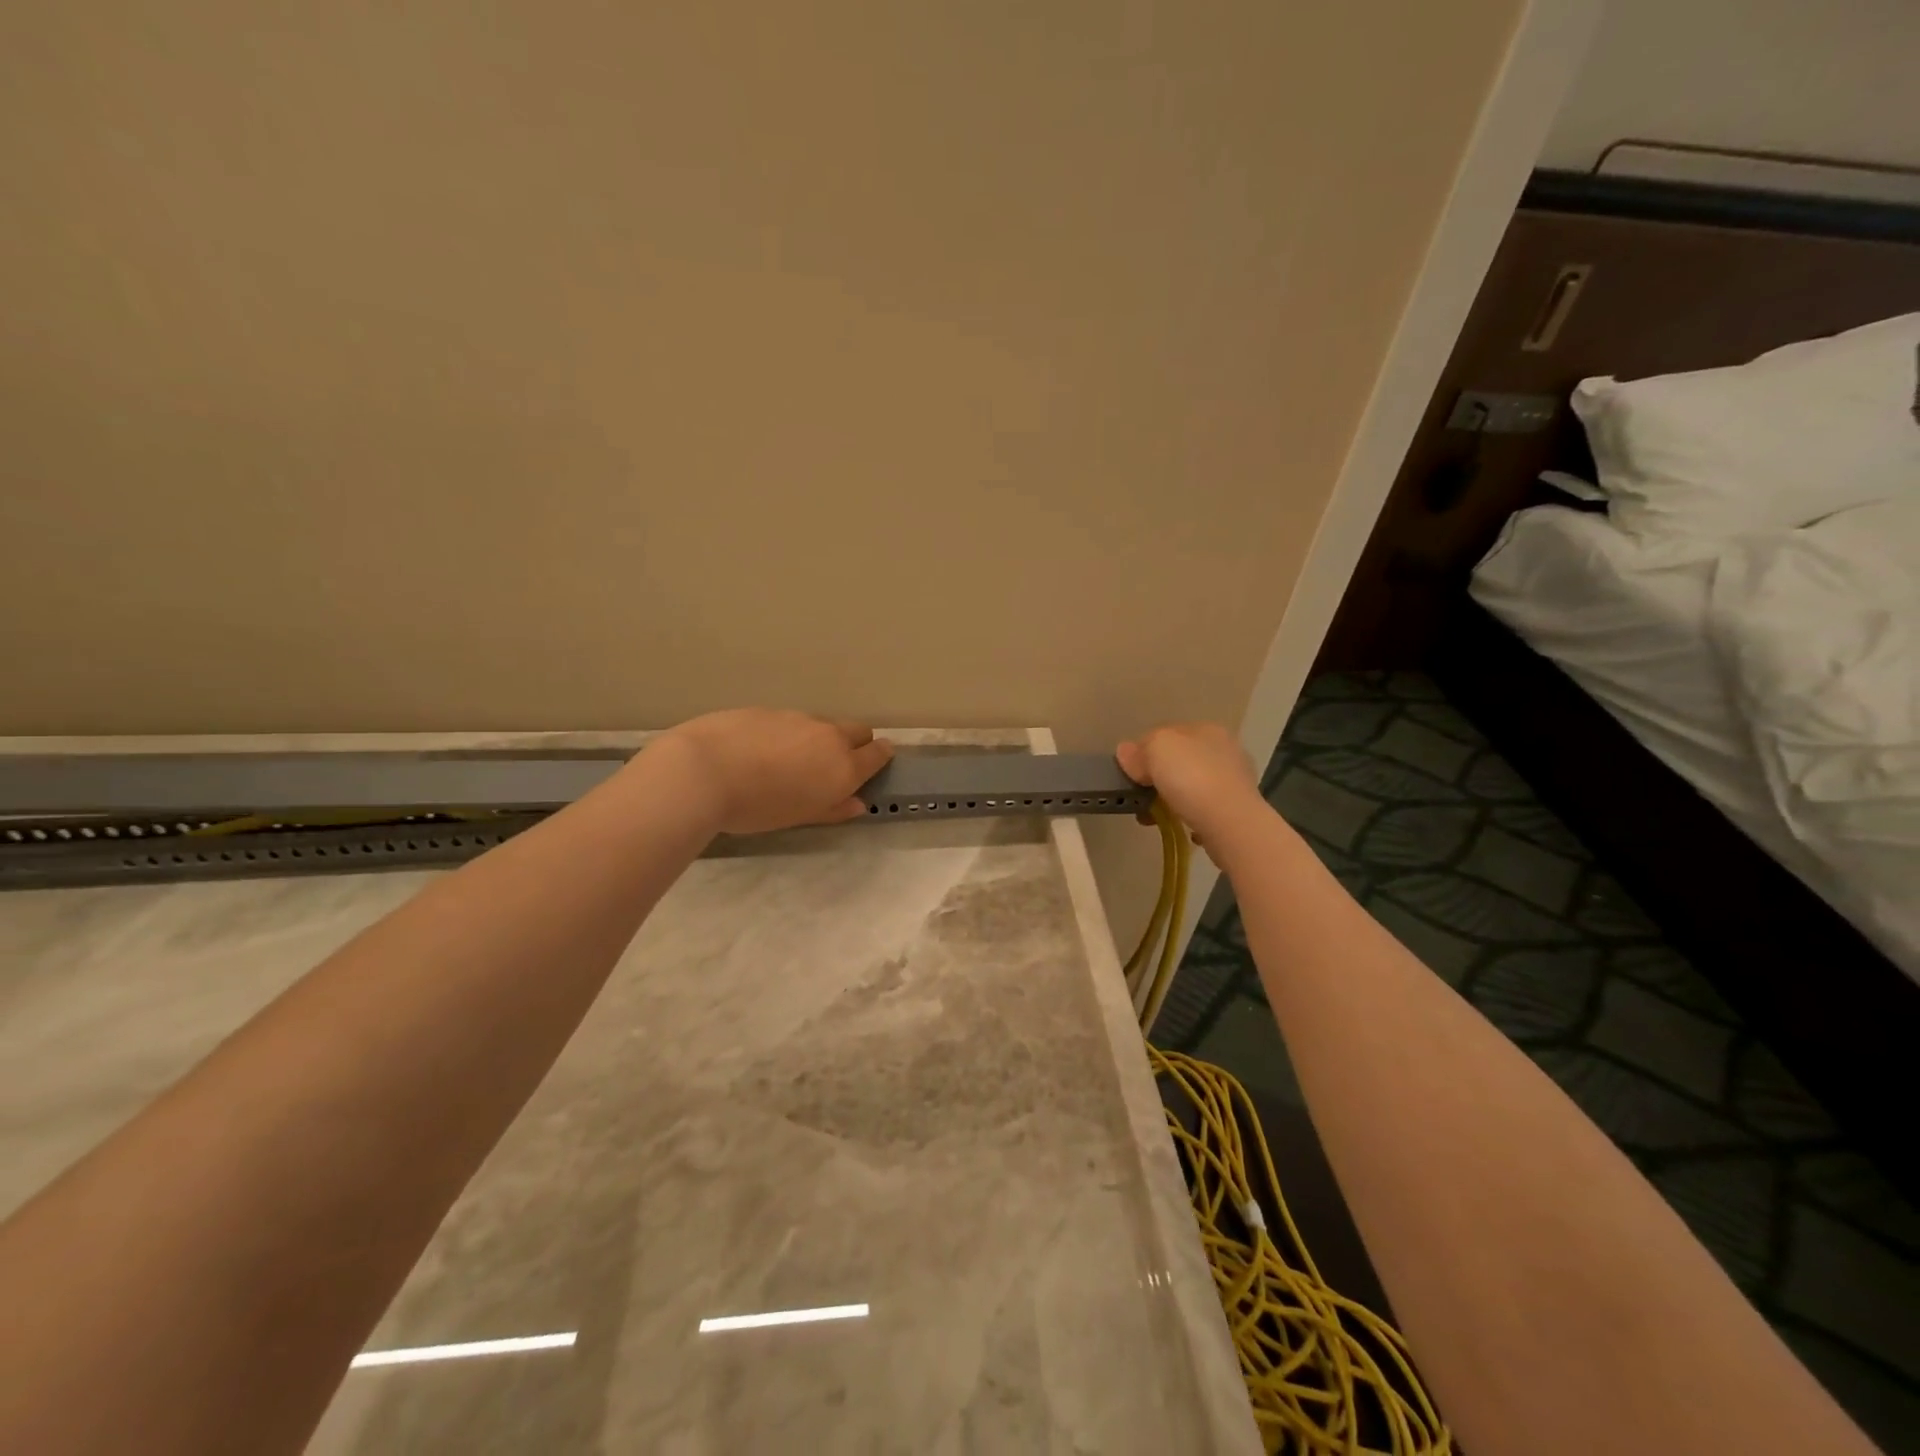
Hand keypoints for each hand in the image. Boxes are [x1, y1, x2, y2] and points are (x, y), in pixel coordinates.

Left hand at [655, 710, 892, 834]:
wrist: (703, 771)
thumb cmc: (757, 807)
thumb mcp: (799, 817)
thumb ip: (833, 808)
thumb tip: (857, 803)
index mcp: (843, 766)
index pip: (877, 754)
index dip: (880, 757)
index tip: (877, 761)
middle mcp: (827, 736)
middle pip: (857, 731)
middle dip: (855, 743)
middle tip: (834, 765)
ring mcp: (796, 718)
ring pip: (820, 725)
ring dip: (816, 739)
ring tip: (787, 763)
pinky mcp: (767, 710)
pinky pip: (788, 721)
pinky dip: (784, 734)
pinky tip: (758, 752)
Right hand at [1116, 723, 1264, 845]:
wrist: (1230, 822)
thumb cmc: (1191, 777)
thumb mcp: (1156, 751)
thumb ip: (1139, 750)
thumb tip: (1126, 753)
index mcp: (1207, 729)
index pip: (1166, 734)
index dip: (1143, 751)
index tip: (1129, 773)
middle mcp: (1225, 750)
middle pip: (1180, 760)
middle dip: (1157, 779)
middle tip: (1140, 799)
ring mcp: (1235, 781)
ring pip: (1192, 786)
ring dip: (1170, 800)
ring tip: (1154, 819)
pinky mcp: (1238, 810)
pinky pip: (1205, 809)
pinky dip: (1191, 816)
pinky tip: (1182, 828)